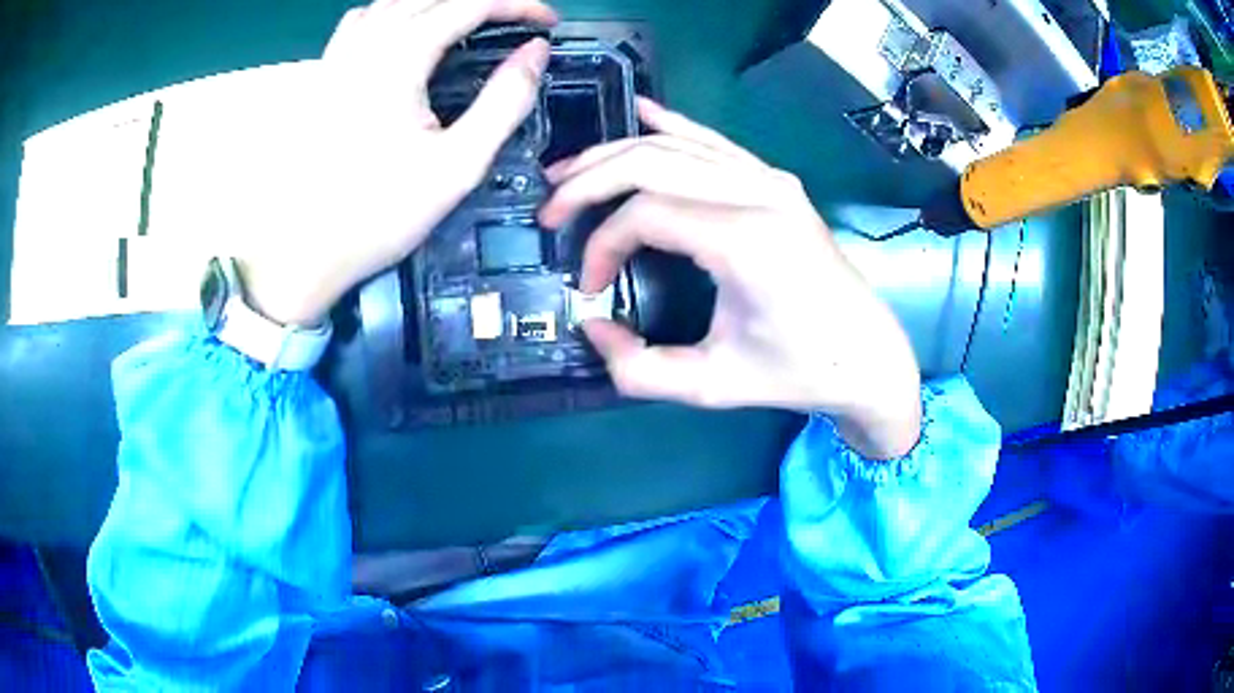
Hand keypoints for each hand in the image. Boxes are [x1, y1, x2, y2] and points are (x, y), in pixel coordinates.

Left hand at [236, 0, 557, 325]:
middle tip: (516, 19)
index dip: (518, 5)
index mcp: (401, 58)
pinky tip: (405, 31)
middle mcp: (367, 43)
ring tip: (469, 19)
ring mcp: (339, 56)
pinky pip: (362, 19)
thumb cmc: (380, 213)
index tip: (548, 24)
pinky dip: (394, 12)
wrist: (305, 250)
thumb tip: (535, 52)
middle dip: (484, 0)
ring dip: (438, 2)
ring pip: (395, 0)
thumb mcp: (458, 165)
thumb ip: (504, 101)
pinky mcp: (324, 74)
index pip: (470, 4)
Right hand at [540, 98, 922, 458]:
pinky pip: (713, 141)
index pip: (645, 213)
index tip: (590, 283)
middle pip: (651, 162)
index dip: (601, 244)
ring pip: (676, 144)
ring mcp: (771, 180)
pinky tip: (641, 110)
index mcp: (747, 241)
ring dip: (616, 152)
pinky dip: (671, 124)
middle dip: (589, 180)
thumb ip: (639, 369)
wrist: (867, 355)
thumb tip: (593, 326)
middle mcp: (760, 195)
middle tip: (550, 206)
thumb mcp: (713, 386)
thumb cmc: (799, 372)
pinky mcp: (776, 182)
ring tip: (570, 170)